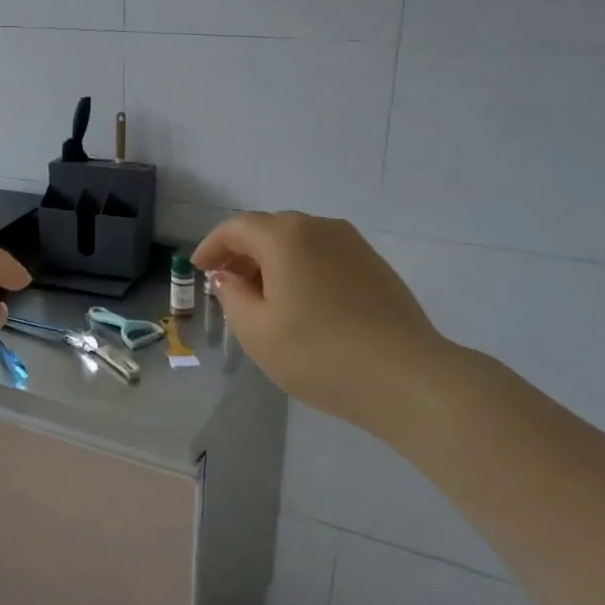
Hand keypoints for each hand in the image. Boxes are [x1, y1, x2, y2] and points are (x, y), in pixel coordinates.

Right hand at [193, 212, 456, 440]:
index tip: (198, 269)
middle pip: (270, 229)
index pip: (237, 227)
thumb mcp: (256, 330)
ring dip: (273, 262)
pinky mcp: (376, 267)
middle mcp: (321, 227)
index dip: (212, 246)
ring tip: (263, 298)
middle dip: (242, 253)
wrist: (405, 377)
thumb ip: (232, 296)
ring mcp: (354, 245)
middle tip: (227, 285)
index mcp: (286, 236)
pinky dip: (302, 270)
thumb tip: (228, 277)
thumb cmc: (318, 353)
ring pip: (300, 242)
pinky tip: (302, 305)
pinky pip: (325, 257)